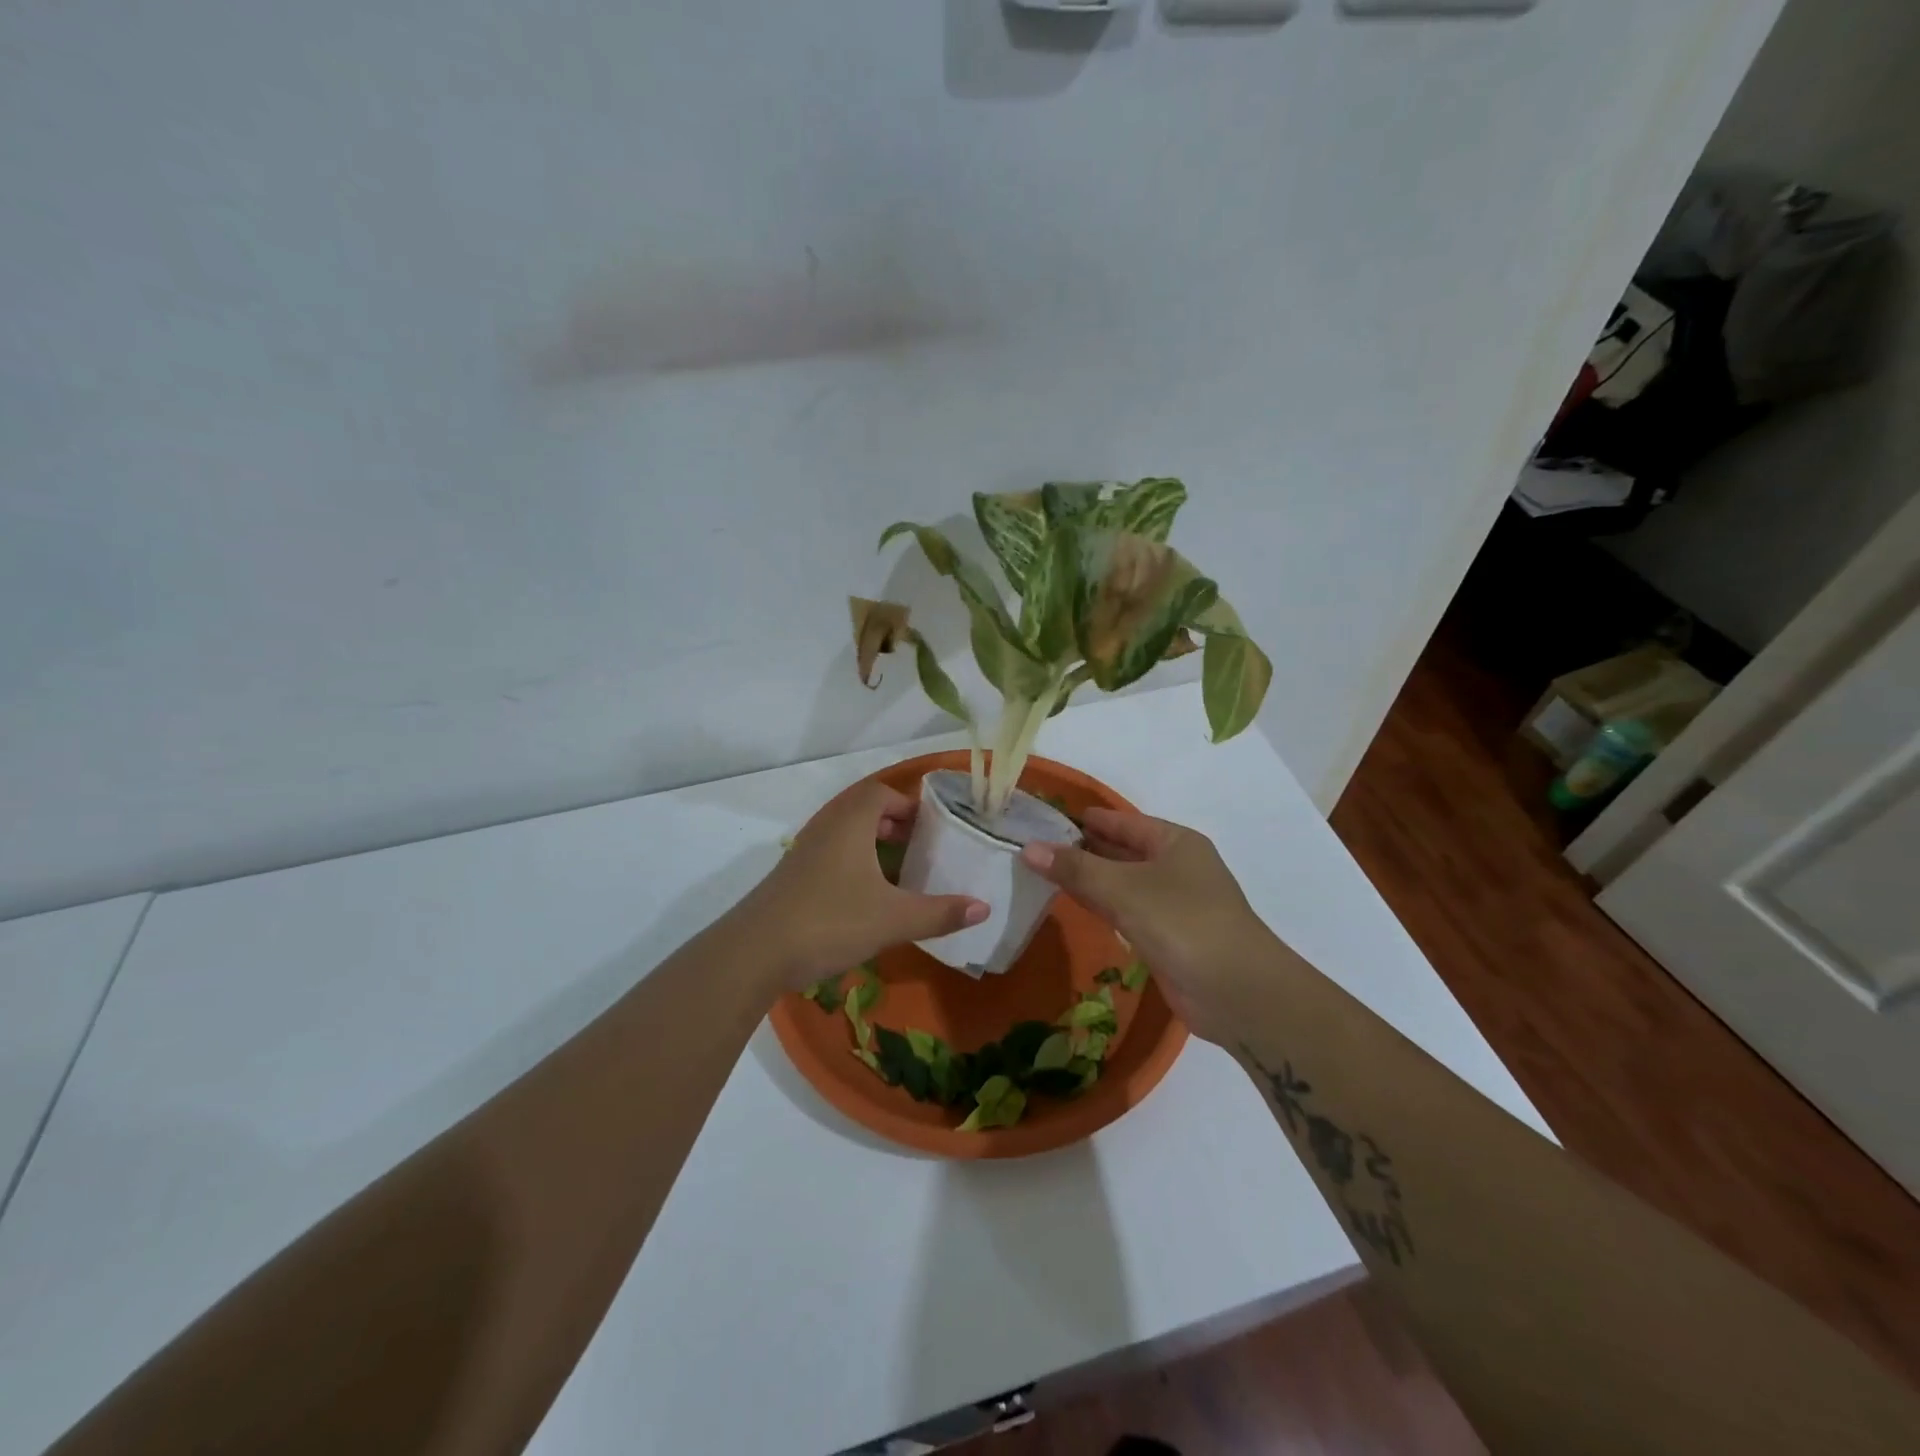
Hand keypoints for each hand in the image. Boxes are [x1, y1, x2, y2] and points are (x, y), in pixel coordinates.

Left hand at [735, 780, 988, 989]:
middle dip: (893, 823)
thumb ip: (940, 913)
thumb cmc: (830, 922)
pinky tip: (865, 895)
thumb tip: (984, 908)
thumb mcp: (893, 920)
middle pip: (862, 809)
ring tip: (897, 869)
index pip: (881, 793)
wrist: (754, 953)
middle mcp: (825, 828)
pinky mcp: (791, 877)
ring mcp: (804, 852)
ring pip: (844, 833)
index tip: (933, 827)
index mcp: (850, 823)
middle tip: (921, 846)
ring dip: (872, 842)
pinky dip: (853, 861)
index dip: (908, 805)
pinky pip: (830, 853)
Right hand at [1020, 809, 1272, 1043]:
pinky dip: (1100, 906)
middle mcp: (1176, 867)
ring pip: (1122, 883)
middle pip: (1122, 851)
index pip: (1123, 822)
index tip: (1046, 817)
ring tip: (1042, 871)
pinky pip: (1125, 912)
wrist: (1237, 992)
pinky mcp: (1167, 937)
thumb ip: (1076, 869)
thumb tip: (1028, 848)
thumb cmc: (1183, 922)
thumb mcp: (1124, 889)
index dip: (1087, 819)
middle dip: (1082, 849)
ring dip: (1088, 879)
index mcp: (1175, 842)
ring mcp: (1173, 904)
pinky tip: (1072, 904)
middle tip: (1034, 846)